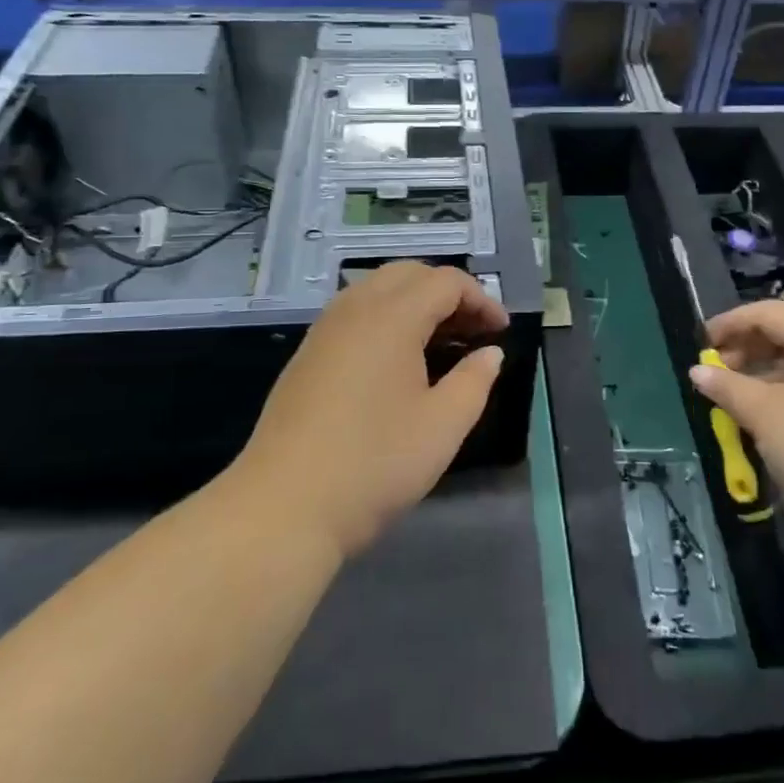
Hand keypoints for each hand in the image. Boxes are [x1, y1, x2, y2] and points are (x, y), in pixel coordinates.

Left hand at [237, 262, 509, 558]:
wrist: (282, 508)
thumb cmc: (374, 464)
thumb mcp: (442, 426)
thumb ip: (474, 381)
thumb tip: (490, 353)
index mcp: (392, 317)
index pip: (445, 282)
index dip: (481, 299)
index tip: (501, 332)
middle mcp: (355, 309)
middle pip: (409, 274)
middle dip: (447, 293)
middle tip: (473, 331)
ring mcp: (325, 329)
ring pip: (378, 289)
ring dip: (415, 302)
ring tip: (441, 343)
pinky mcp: (307, 354)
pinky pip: (355, 312)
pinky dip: (387, 318)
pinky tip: (398, 361)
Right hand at [691, 299, 783, 556]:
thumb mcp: (762, 414)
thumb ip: (726, 387)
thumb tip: (697, 371)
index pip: (770, 312)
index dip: (732, 321)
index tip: (702, 342)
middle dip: (746, 347)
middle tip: (715, 371)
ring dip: (762, 374)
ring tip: (734, 398)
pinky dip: (783, 394)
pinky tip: (766, 421)